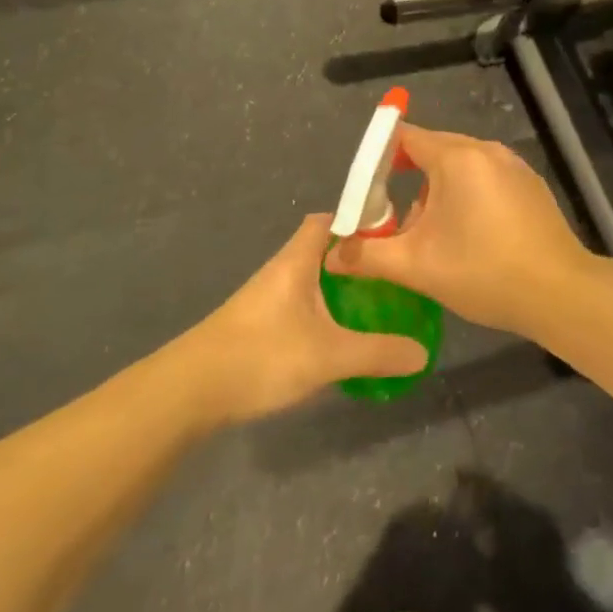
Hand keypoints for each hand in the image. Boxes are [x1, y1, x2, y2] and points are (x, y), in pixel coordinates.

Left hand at [189, 214, 428, 423]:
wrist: (189, 391)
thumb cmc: (261, 354)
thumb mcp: (329, 355)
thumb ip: (378, 353)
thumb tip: (423, 354)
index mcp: (297, 260)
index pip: (329, 220)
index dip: (359, 221)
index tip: (393, 235)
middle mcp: (281, 271)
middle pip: (323, 250)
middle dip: (357, 260)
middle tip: (393, 277)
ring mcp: (266, 299)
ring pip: (312, 280)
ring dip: (340, 288)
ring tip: (375, 306)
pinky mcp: (257, 326)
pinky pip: (300, 306)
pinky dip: (323, 312)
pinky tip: (339, 337)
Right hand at [324, 124, 592, 336]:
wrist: (559, 293)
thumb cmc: (483, 272)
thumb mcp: (417, 266)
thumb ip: (368, 255)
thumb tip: (331, 255)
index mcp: (458, 158)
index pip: (406, 137)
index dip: (379, 158)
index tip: (365, 190)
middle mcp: (487, 151)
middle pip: (434, 150)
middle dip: (407, 179)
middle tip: (390, 218)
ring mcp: (513, 167)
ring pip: (461, 167)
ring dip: (438, 192)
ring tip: (429, 234)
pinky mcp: (530, 186)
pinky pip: (486, 179)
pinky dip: (467, 196)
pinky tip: (468, 236)